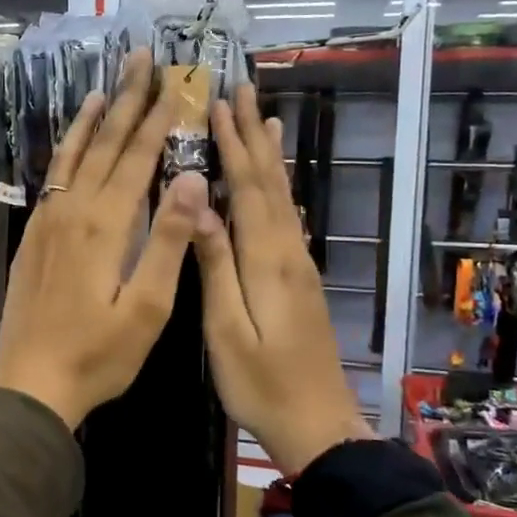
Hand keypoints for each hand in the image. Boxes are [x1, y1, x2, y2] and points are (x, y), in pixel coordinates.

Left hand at [0, 49, 209, 430]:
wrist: (30, 381)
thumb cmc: (98, 353)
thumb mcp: (148, 307)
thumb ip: (169, 240)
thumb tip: (190, 178)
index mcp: (106, 225)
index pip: (137, 158)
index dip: (158, 118)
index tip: (174, 81)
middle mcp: (74, 210)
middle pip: (105, 145)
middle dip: (127, 100)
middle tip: (141, 58)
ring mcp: (48, 221)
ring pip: (73, 155)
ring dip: (93, 119)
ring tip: (106, 85)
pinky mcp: (34, 236)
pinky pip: (53, 177)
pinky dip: (67, 150)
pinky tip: (73, 143)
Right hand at [193, 85, 372, 477]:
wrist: (318, 425)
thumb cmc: (261, 383)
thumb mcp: (226, 329)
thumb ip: (214, 266)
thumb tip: (197, 205)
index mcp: (267, 260)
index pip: (247, 188)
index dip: (233, 144)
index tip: (218, 104)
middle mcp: (288, 251)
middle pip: (271, 183)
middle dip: (256, 135)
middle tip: (244, 90)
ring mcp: (299, 266)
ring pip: (284, 197)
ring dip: (271, 156)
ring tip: (268, 119)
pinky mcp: (302, 280)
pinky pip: (288, 219)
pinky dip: (280, 190)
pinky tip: (279, 184)